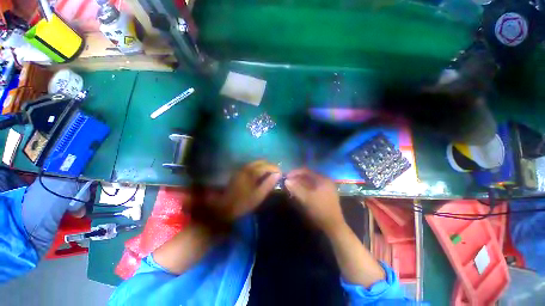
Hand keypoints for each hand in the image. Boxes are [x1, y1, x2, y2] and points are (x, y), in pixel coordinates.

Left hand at [219, 160, 280, 220]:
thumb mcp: (259, 195)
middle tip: (276, 173)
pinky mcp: (239, 172)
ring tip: (271, 173)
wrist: (225, 207)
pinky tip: (261, 174)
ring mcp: (242, 169)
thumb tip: (278, 174)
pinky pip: (252, 166)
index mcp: (251, 173)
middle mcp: (246, 168)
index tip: (281, 173)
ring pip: (256, 163)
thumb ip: (269, 184)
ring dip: (265, 166)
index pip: (267, 166)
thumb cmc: (244, 202)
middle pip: (261, 162)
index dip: (275, 168)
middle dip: (270, 166)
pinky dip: (259, 167)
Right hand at [285, 168, 344, 234]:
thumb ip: (296, 188)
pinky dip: (304, 188)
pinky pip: (312, 187)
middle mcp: (325, 181)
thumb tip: (286, 181)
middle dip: (297, 178)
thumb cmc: (320, 210)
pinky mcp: (324, 194)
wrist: (333, 226)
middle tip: (288, 181)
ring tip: (291, 186)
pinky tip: (298, 191)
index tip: (286, 176)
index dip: (295, 173)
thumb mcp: (306, 198)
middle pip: (308, 176)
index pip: (306, 171)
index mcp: (322, 179)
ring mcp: (325, 187)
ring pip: (309, 182)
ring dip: (300, 183)